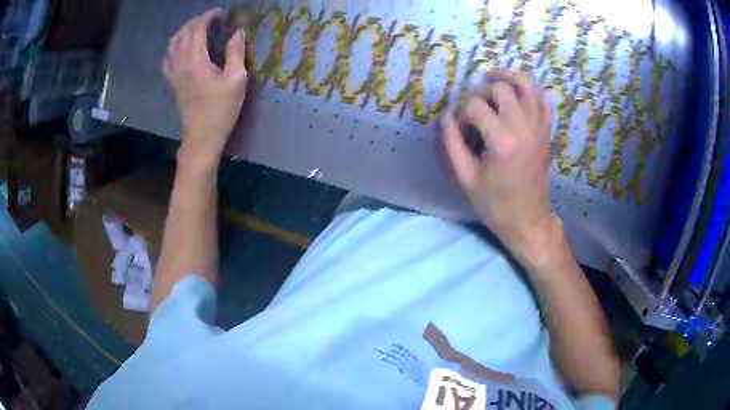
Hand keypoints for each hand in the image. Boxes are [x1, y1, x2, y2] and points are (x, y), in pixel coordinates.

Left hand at [163, 8, 248, 158]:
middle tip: (211, 18)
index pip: (197, 29)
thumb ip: (236, 53)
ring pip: (172, 44)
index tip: (221, 13)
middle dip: (197, 21)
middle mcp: (180, 64)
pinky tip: (180, 47)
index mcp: (195, 61)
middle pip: (183, 34)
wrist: (201, 137)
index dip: (208, 17)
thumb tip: (238, 32)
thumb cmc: (221, 110)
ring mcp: (173, 74)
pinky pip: (167, 58)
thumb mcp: (236, 80)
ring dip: (184, 31)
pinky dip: (173, 47)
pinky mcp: (172, 83)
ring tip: (196, 28)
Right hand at [441, 69, 559, 254]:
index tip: (458, 125)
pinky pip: (544, 100)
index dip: (461, 110)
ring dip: (508, 77)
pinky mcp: (546, 132)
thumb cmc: (495, 204)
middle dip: (482, 91)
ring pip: (526, 85)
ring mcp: (539, 127)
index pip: (475, 106)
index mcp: (501, 141)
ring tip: (493, 78)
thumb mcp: (465, 179)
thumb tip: (446, 118)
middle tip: (474, 106)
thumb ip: (451, 144)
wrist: (529, 220)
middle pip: (501, 88)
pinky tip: (519, 93)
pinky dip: (532, 90)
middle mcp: (523, 127)